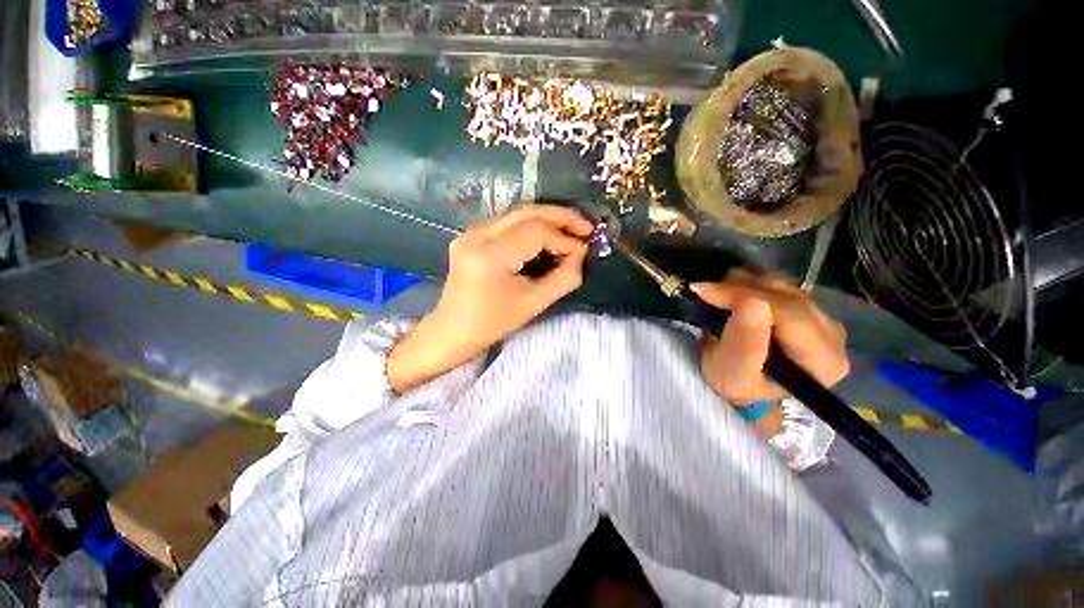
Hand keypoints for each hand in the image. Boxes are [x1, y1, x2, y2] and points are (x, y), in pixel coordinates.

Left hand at [388, 205, 592, 392]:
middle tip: (585, 227)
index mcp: (490, 255)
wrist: (453, 330)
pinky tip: (546, 236)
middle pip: (526, 212)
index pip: (536, 233)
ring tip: (571, 230)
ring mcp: (470, 232)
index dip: (564, 238)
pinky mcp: (471, 235)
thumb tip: (581, 255)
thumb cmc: (493, 323)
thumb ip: (563, 278)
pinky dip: (531, 225)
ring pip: (517, 213)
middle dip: (560, 216)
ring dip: (547, 218)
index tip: (584, 250)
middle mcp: (477, 235)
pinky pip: (507, 222)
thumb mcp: (534, 304)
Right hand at [693, 270, 849, 407]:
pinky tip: (732, 292)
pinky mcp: (811, 312)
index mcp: (823, 360)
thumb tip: (752, 304)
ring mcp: (825, 321)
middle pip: (788, 297)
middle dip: (741, 289)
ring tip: (716, 292)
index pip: (788, 313)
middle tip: (705, 289)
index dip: (745, 296)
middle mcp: (834, 337)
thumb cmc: (738, 386)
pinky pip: (782, 288)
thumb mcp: (733, 374)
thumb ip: (744, 344)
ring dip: (745, 284)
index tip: (706, 291)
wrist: (745, 387)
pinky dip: (752, 285)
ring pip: (784, 287)